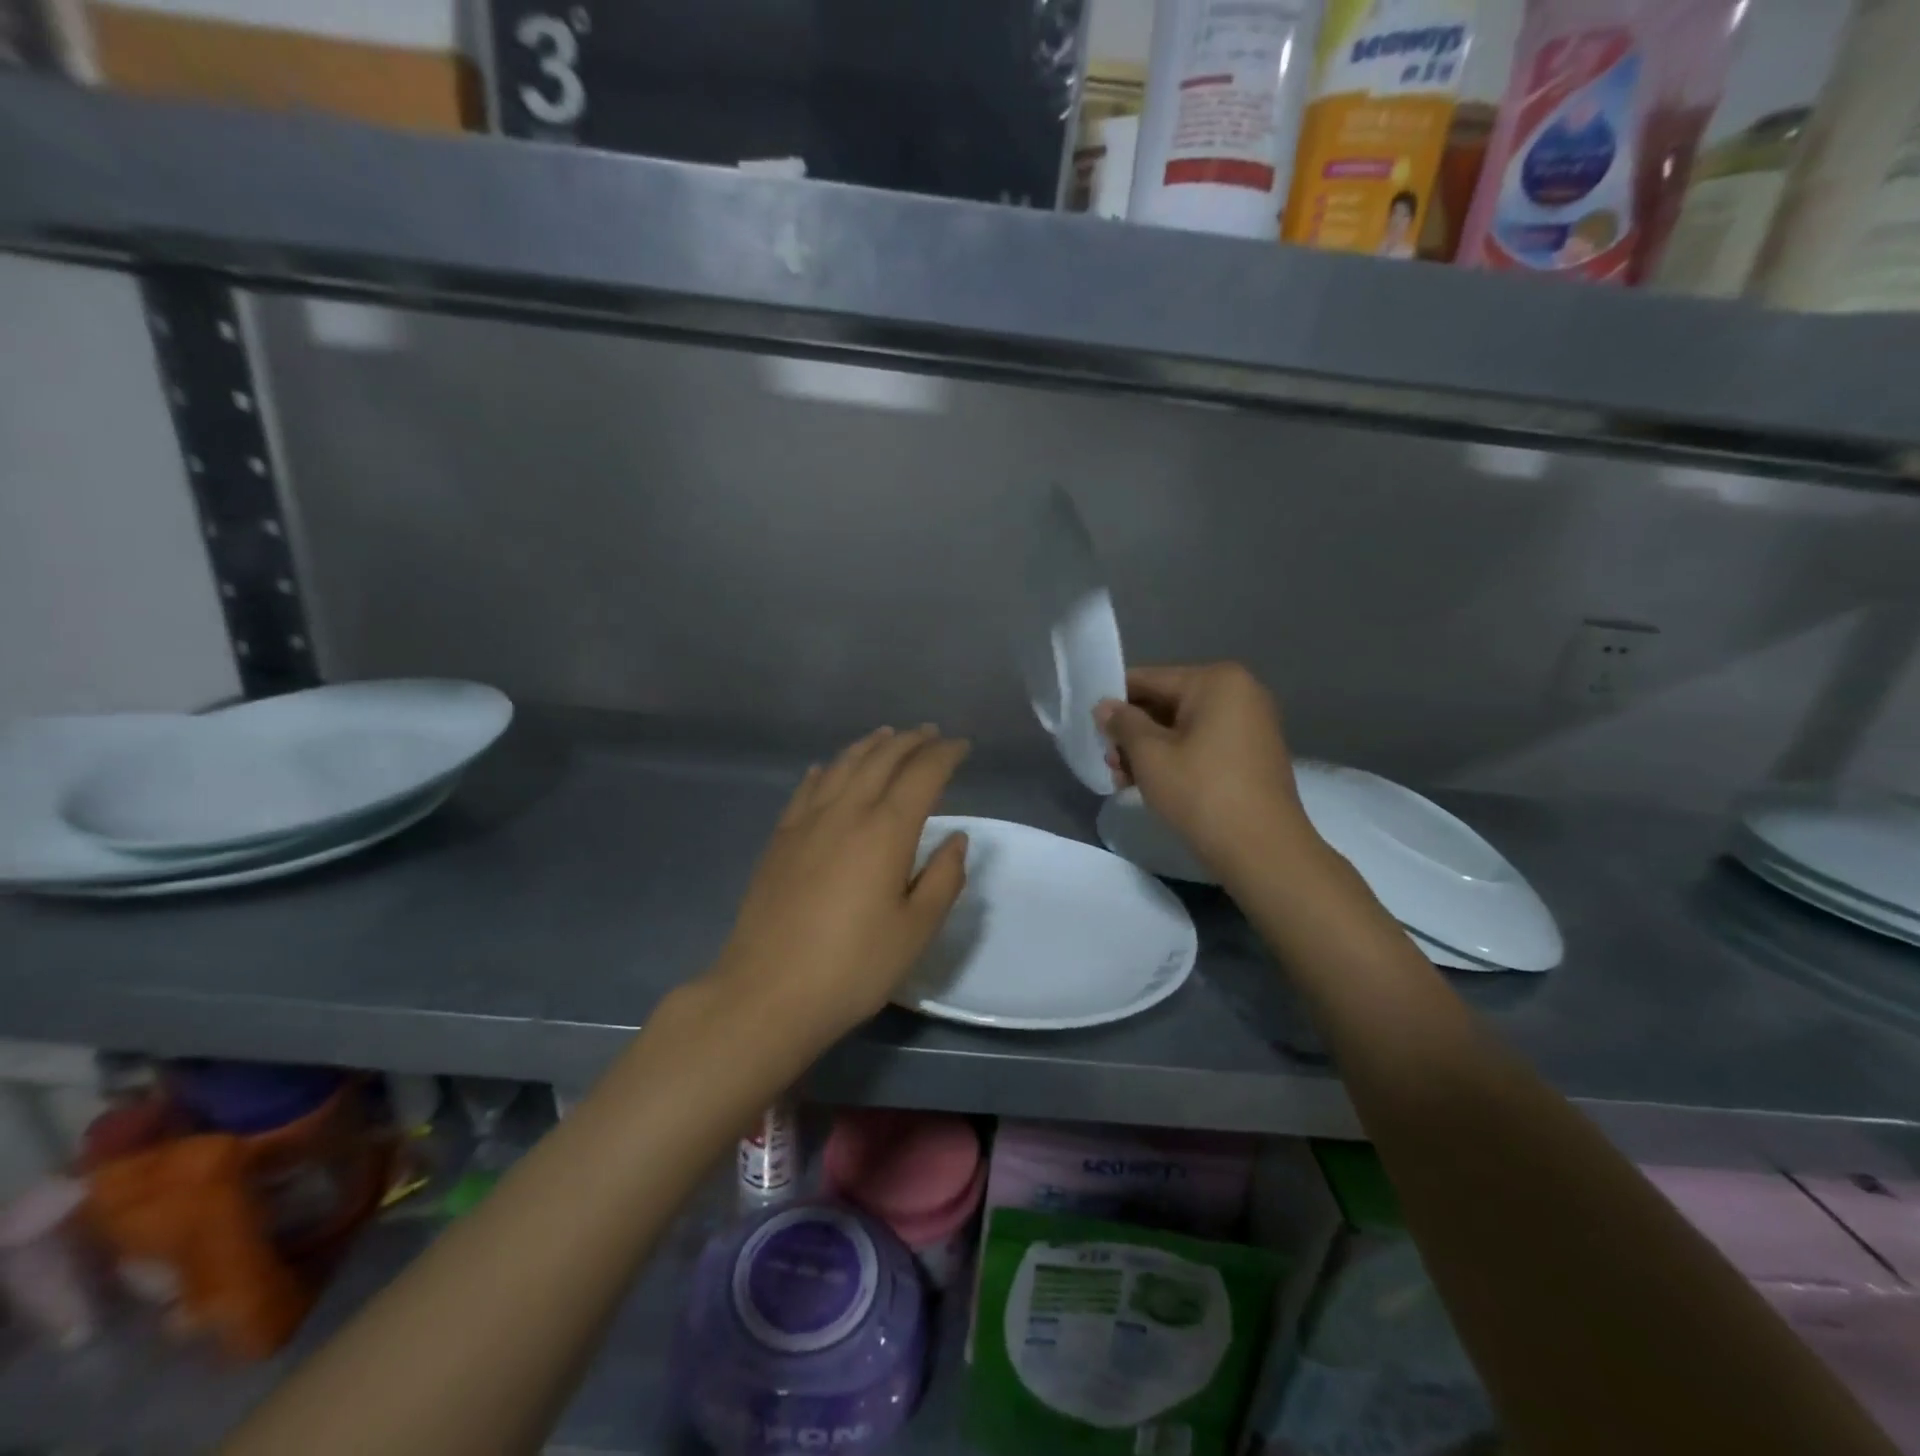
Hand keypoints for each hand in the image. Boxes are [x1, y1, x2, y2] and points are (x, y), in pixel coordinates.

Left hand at [711, 725, 970, 1041]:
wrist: (767, 993)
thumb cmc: (853, 967)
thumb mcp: (915, 931)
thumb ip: (943, 879)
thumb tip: (956, 838)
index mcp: (886, 831)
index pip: (922, 775)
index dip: (945, 754)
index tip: (962, 746)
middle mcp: (846, 812)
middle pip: (881, 759)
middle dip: (910, 741)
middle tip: (930, 733)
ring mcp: (806, 822)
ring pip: (842, 765)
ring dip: (869, 746)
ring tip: (886, 736)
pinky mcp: (780, 839)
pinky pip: (806, 789)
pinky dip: (825, 770)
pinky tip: (825, 769)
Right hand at [1096, 663, 1308, 879]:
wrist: (1262, 850)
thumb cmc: (1201, 792)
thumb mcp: (1150, 755)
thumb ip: (1123, 723)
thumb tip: (1105, 706)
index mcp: (1217, 681)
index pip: (1149, 679)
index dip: (1114, 700)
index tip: (1088, 723)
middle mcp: (1239, 693)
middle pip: (1167, 702)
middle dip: (1133, 731)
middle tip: (1107, 761)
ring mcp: (1250, 724)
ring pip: (1183, 727)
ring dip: (1149, 749)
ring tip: (1122, 779)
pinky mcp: (1252, 755)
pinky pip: (1203, 745)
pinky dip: (1175, 759)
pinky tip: (1149, 784)